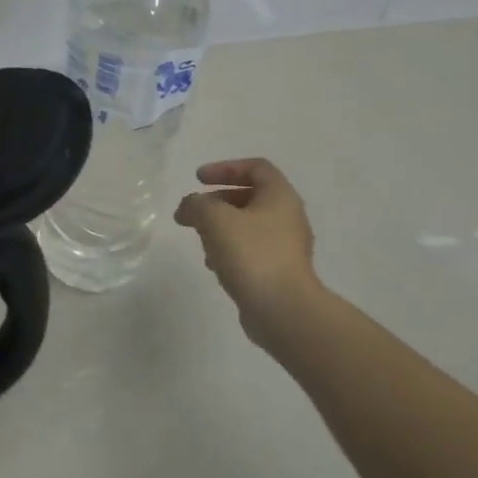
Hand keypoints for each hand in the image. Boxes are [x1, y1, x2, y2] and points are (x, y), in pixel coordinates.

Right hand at [174, 158, 321, 352]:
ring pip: (249, 225)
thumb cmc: (252, 254)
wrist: (283, 310)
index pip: (256, 167)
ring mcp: (286, 247)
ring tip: (200, 238)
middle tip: (194, 211)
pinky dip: (229, 249)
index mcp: (280, 197)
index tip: (198, 179)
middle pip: (251, 196)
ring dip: (221, 226)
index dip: (225, 167)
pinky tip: (213, 264)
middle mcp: (288, 217)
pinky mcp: (279, 272)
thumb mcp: (215, 219)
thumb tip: (189, 207)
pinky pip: (251, 250)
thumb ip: (196, 204)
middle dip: (218, 200)